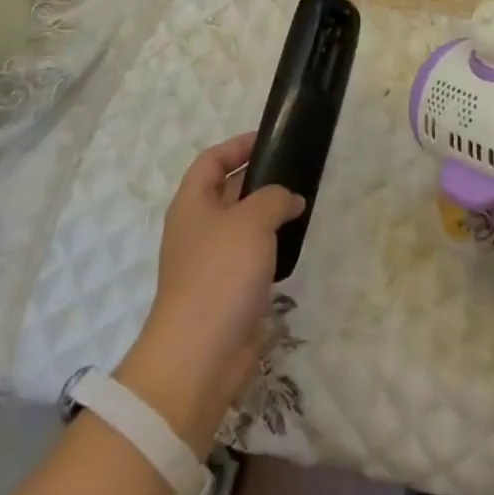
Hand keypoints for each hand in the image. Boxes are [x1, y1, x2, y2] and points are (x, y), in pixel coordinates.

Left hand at [118, 134, 303, 455]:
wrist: (201, 353)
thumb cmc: (220, 273)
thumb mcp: (252, 220)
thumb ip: (274, 198)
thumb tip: (289, 198)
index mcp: (192, 203)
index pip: (211, 161)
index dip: (238, 146)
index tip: (270, 140)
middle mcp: (197, 228)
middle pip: (226, 191)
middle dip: (258, 179)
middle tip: (296, 171)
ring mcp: (210, 262)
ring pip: (241, 226)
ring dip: (267, 215)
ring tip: (301, 205)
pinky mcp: (227, 291)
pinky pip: (250, 257)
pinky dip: (270, 247)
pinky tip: (293, 245)